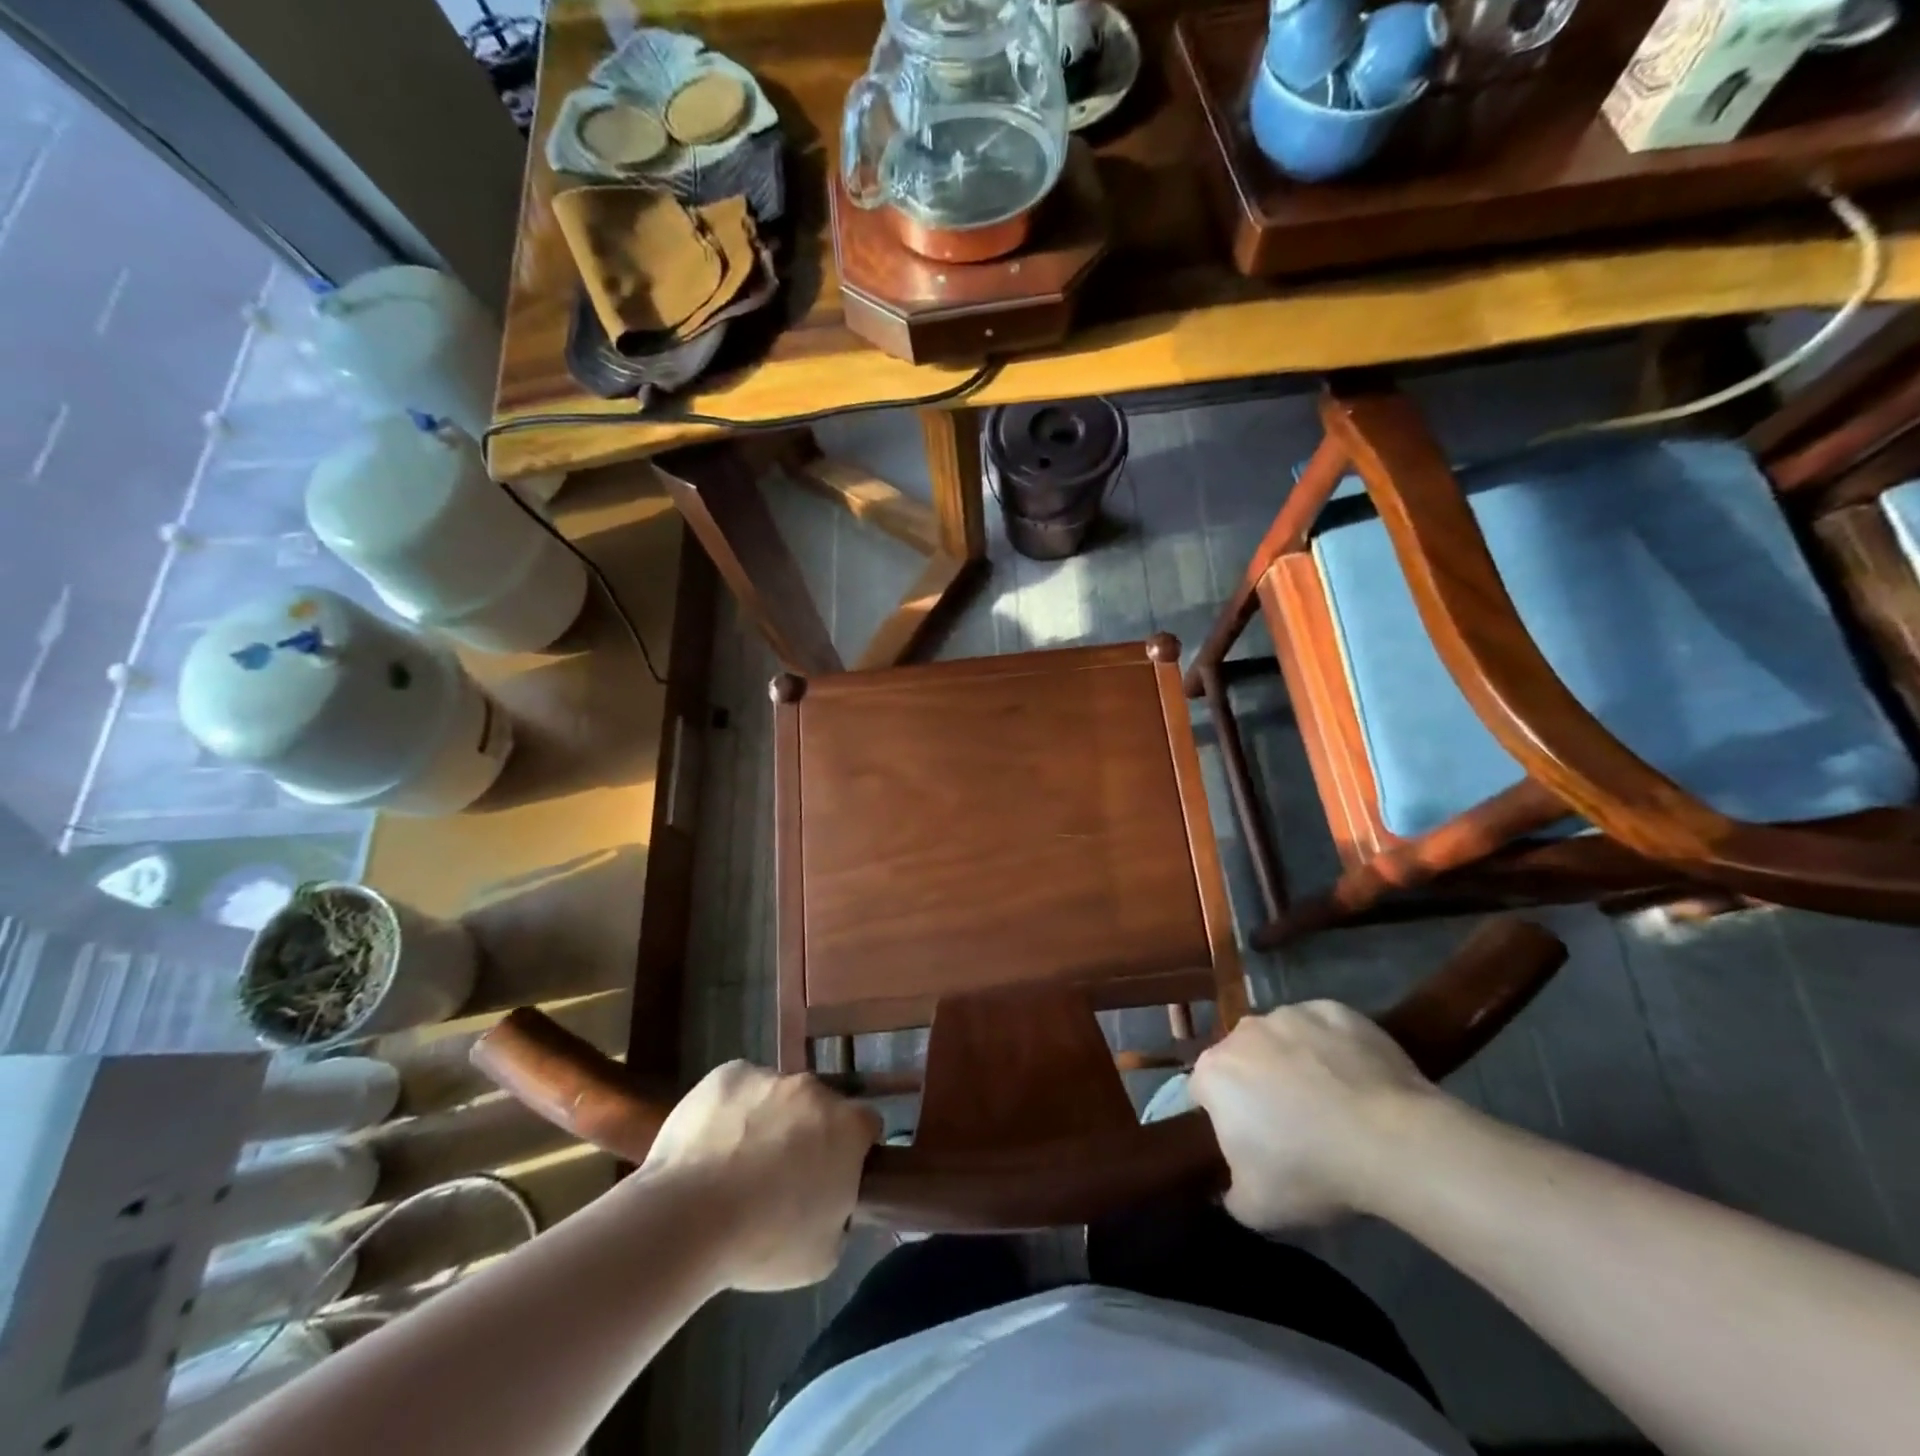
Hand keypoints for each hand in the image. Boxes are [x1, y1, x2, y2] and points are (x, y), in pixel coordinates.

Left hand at [642, 1062, 880, 1291]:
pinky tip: (710, 1146)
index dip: (853, 1151)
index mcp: (848, 1127)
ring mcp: (770, 1076)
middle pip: (819, 1107)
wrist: (687, 1218)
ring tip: (735, 1166)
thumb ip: (839, 1213)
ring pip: (776, 1096)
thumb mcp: (824, 1253)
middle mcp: (814, 1090)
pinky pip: (739, 1089)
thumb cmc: (763, 1242)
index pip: (866, 1127)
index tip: (833, 1177)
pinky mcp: (728, 1074)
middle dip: (807, 1133)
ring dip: (768, 1121)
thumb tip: (830, 1201)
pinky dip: (731, 1110)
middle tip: (781, 1176)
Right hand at [1189, 1001, 1437, 1231]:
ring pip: (1282, 1040)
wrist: (1394, 1142)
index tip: (1252, 1144)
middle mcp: (1243, 1032)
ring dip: (1294, 1062)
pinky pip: (1324, 1029)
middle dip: (1258, 1084)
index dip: (1225, 1118)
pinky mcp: (1334, 1010)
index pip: (1204, 1092)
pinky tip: (1357, 1081)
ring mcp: (1290, 1014)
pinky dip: (1332, 1048)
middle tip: (1293, 1126)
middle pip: (1242, 1059)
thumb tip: (1227, 1188)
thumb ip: (1228, 1194)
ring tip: (1332, 1104)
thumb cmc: (1312, 1171)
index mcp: (1214, 1072)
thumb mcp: (1256, 1208)